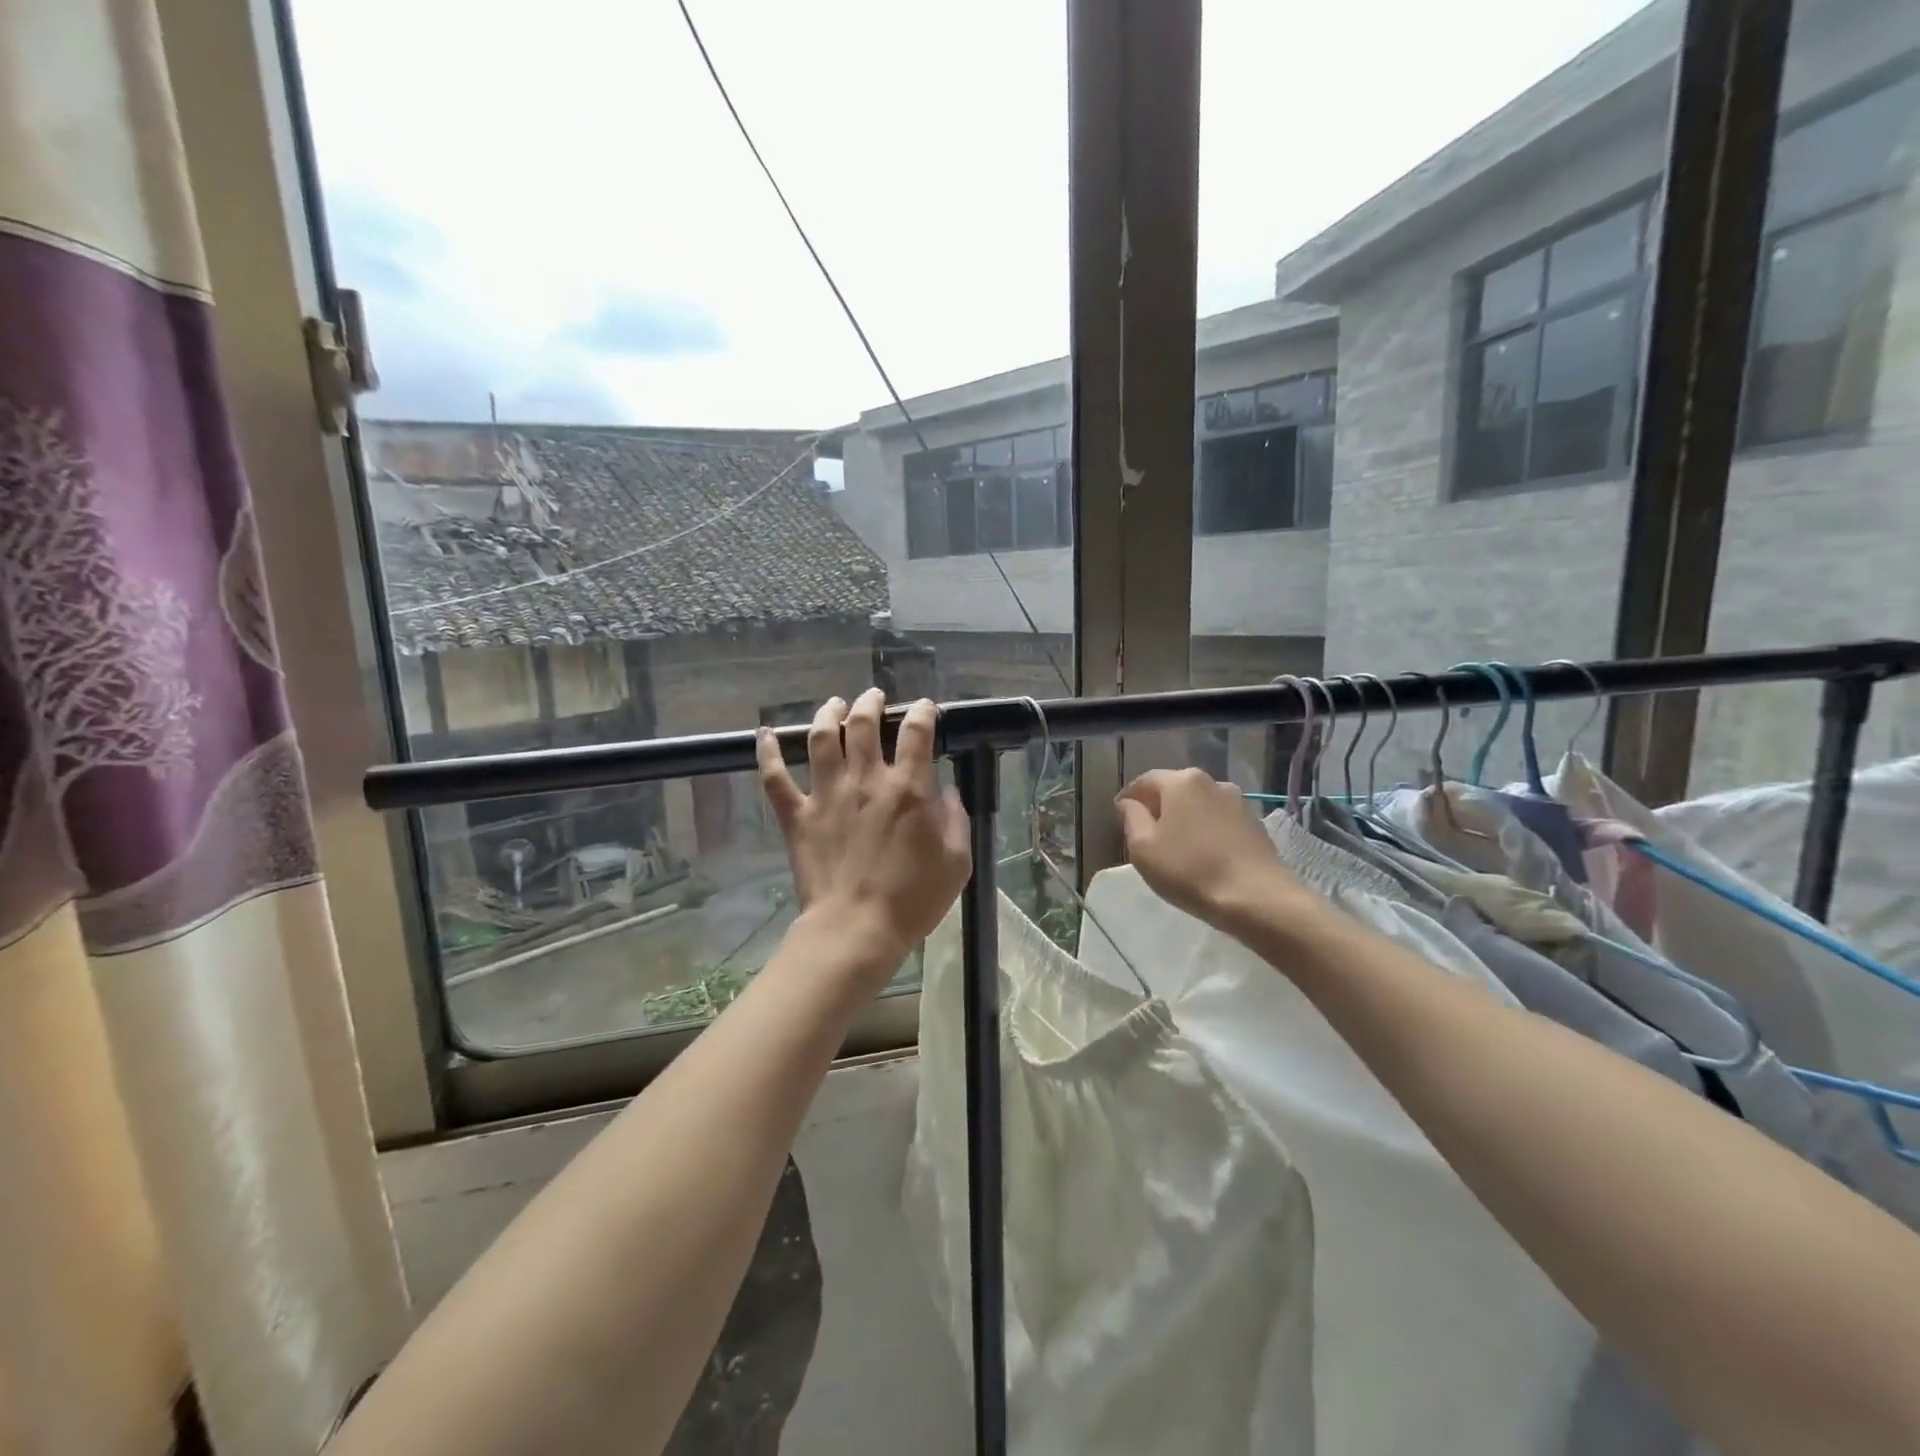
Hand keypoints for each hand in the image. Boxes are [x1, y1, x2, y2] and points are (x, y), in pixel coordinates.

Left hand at [758, 689, 971, 979]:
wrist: (856, 929)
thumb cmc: (913, 899)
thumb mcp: (957, 861)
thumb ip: (955, 820)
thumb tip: (948, 792)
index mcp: (908, 788)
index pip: (916, 732)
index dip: (922, 712)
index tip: (924, 708)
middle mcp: (866, 780)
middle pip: (863, 724)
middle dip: (870, 702)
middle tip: (874, 697)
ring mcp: (827, 795)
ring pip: (821, 738)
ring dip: (828, 714)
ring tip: (834, 704)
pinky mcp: (798, 816)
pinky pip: (775, 777)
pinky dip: (767, 753)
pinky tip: (764, 734)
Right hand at [1115, 768, 1303, 930]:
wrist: (1256, 898)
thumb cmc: (1190, 870)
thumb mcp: (1143, 848)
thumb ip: (1131, 818)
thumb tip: (1128, 803)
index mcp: (1181, 781)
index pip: (1144, 781)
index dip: (1128, 799)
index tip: (1120, 820)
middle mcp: (1212, 782)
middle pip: (1174, 790)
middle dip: (1158, 808)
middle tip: (1146, 836)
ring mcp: (1238, 802)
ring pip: (1199, 806)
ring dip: (1185, 820)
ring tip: (1176, 848)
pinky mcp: (1255, 824)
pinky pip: (1219, 822)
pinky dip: (1206, 832)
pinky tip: (1203, 856)